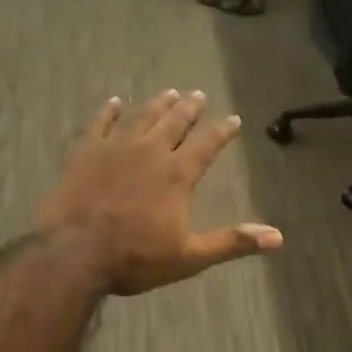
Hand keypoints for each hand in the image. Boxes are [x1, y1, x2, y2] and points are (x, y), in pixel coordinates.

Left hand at [36, 90, 282, 295]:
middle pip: (174, 123)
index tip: (233, 119)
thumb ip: (233, 242)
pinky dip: (109, 111)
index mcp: (178, 175)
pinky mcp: (85, 152)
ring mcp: (115, 148)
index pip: (207, 144)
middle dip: (189, 109)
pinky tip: (115, 102)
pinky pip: (99, 123)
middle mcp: (150, 152)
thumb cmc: (136, 258)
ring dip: (157, 105)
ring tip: (169, 93)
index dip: (222, 131)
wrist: (73, 253)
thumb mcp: (190, 256)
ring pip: (142, 117)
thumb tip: (278, 238)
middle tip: (198, 95)